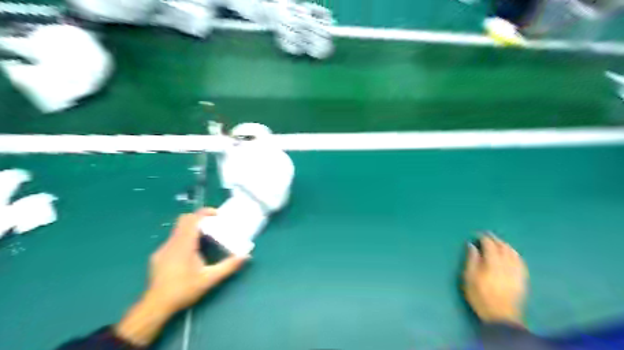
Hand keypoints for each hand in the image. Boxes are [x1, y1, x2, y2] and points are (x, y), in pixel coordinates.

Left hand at [115, 210, 246, 345]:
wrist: (156, 306)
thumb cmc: (184, 291)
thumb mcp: (209, 279)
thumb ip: (228, 266)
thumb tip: (245, 256)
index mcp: (184, 245)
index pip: (193, 219)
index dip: (205, 212)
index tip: (217, 214)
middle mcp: (172, 243)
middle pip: (184, 220)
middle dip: (199, 218)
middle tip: (213, 224)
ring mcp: (163, 249)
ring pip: (178, 229)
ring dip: (192, 229)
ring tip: (205, 238)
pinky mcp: (159, 256)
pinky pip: (173, 239)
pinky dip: (185, 238)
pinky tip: (191, 253)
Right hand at [462, 233, 524, 325]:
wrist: (501, 317)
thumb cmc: (480, 296)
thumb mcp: (469, 278)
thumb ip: (471, 260)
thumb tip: (472, 245)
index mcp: (493, 263)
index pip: (490, 245)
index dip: (484, 238)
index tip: (478, 234)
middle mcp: (507, 265)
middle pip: (503, 247)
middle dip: (495, 239)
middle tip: (487, 235)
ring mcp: (517, 271)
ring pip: (513, 253)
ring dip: (505, 245)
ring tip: (498, 242)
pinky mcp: (522, 278)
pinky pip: (520, 261)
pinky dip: (515, 254)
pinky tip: (511, 254)